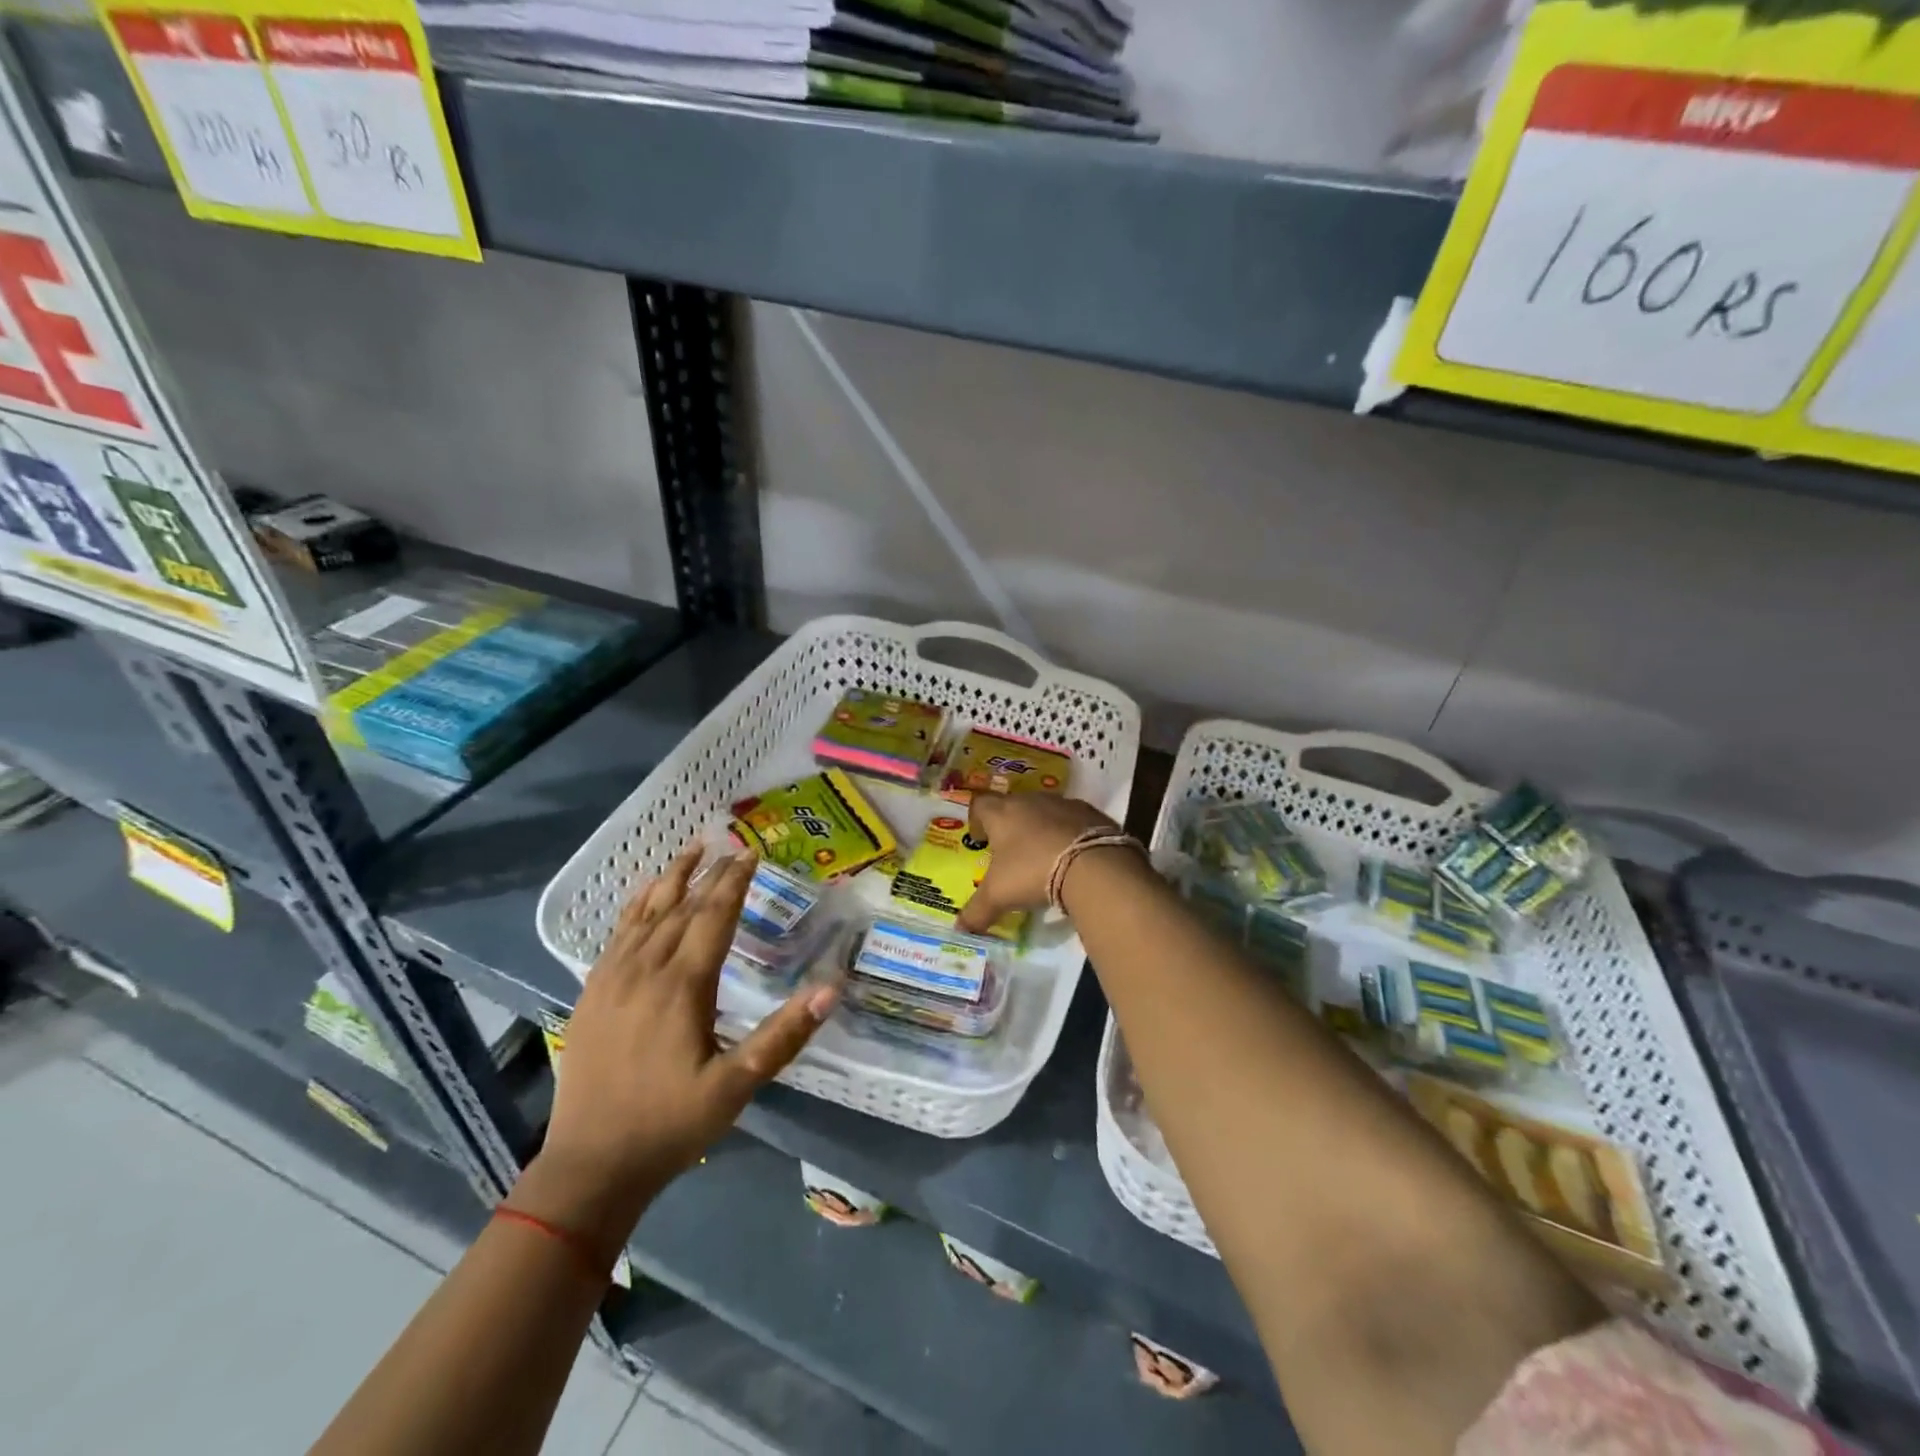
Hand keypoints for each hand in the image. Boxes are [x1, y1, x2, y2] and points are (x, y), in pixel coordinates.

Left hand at [515, 847, 837, 1251]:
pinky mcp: (591, 995)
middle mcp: (645, 971)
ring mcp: (612, 980)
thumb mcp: (736, 1087)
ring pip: (645, 914)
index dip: (734, 882)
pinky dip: (635, 906)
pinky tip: (644, 894)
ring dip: (671, 879)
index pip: (713, 918)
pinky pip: (616, 935)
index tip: (751, 853)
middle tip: (731, 845)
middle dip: (709, 873)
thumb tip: (830, 989)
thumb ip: (783, 1036)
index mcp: (682, 987)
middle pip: (681, 908)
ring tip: (691, 849)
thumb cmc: (670, 1125)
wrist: (589, 1166)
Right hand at [954, 793, 1119, 934]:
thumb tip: (960, 928)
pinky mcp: (1091, 813)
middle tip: (1011, 852)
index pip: (980, 804)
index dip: (977, 820)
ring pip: (1044, 811)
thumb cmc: (1032, 871)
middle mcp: (1030, 800)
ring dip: (1041, 828)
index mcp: (1002, 813)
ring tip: (1043, 855)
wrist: (1092, 864)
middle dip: (1010, 825)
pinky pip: (1073, 820)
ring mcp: (1063, 803)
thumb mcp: (999, 896)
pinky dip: (1068, 833)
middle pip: (1013, 805)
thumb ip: (977, 911)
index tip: (980, 839)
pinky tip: (1072, 856)